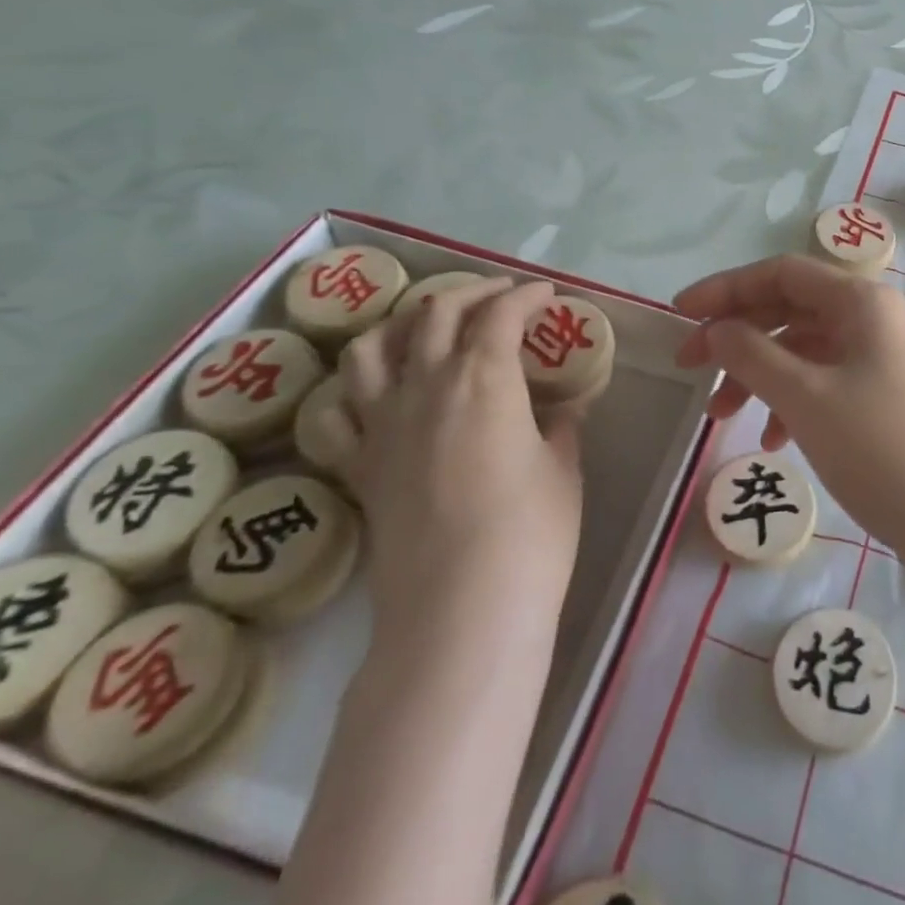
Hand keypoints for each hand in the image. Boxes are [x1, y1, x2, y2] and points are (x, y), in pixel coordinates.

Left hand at [330, 279, 584, 645]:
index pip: (501, 315)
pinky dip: (358, 388)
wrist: (460, 612)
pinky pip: (341, 411)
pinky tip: (380, 389)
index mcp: (484, 379)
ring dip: (405, 323)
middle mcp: (426, 387)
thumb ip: (560, 426)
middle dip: (473, 293)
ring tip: (430, 324)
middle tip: (502, 297)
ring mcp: (383, 425)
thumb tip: (561, 408)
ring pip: (374, 348)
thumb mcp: (563, 468)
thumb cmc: (530, 533)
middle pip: (436, 314)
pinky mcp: (360, 466)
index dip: (527, 297)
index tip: (547, 297)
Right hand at [674, 255, 904, 558]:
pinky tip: (771, 441)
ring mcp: (879, 357)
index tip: (679, 315)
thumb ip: (752, 354)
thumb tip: (716, 329)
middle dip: (736, 335)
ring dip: (757, 375)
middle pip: (789, 308)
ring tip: (720, 416)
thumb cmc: (880, 449)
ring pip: (802, 349)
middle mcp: (871, 318)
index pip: (781, 273)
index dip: (726, 289)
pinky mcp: (880, 395)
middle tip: (688, 366)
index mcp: (860, 301)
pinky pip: (822, 381)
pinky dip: (789, 401)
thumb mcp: (805, 397)